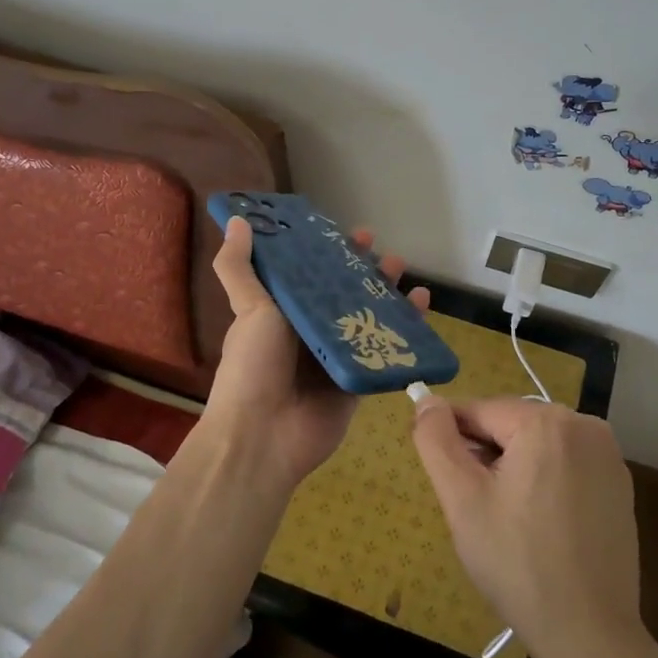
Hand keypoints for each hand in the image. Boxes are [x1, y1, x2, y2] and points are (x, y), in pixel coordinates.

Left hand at [203, 216, 430, 489]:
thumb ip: (239, 267)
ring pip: (368, 317)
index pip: (310, 273)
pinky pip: (386, 350)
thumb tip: (236, 220)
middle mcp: (310, 331)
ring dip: (386, 292)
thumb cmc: (253, 366)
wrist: (264, 437)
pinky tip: (422, 306)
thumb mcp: (248, 308)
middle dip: (362, 269)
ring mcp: (337, 356)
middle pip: (343, 292)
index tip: (347, 232)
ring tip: (401, 268)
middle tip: (381, 248)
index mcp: (283, 312)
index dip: (328, 252)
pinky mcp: (359, 380)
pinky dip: (406, 330)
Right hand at [411, 394, 643, 657]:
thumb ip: (436, 440)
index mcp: (546, 421)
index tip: (445, 480)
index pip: (479, 411)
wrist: (589, 634)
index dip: (453, 441)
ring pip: (537, 443)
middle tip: (474, 506)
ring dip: (513, 466)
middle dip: (486, 455)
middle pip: (511, 425)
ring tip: (505, 518)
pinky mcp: (620, 484)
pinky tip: (537, 524)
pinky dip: (543, 480)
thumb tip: (426, 400)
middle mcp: (584, 425)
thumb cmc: (517, 563)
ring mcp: (608, 454)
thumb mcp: (462, 499)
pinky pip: (565, 463)